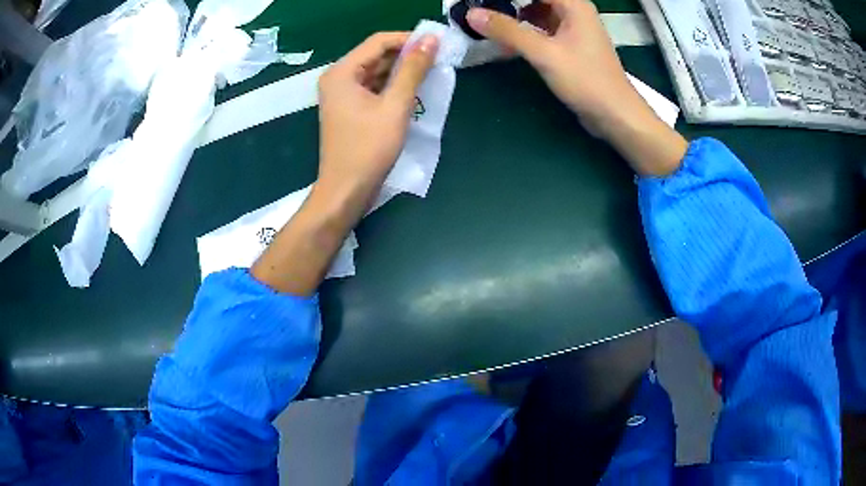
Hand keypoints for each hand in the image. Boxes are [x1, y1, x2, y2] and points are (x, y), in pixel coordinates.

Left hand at [252, 32, 437, 295]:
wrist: (346, 190)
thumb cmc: (368, 149)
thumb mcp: (395, 106)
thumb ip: (412, 70)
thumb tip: (430, 39)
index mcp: (342, 72)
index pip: (378, 41)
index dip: (408, 40)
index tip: (437, 45)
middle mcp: (338, 78)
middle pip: (376, 55)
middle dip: (407, 56)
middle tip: (438, 61)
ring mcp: (342, 94)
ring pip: (376, 72)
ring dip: (402, 72)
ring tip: (431, 75)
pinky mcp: (349, 109)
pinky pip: (373, 88)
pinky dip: (393, 88)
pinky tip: (414, 93)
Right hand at [466, 0, 686, 174]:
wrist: (615, 114)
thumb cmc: (585, 80)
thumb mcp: (544, 53)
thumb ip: (507, 30)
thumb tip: (472, 14)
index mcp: (572, 4)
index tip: (480, 3)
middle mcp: (573, 10)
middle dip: (507, 3)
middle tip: (480, 10)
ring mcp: (573, 28)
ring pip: (537, 12)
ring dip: (513, 16)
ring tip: (487, 23)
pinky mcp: (570, 45)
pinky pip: (542, 29)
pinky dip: (524, 31)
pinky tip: (506, 40)